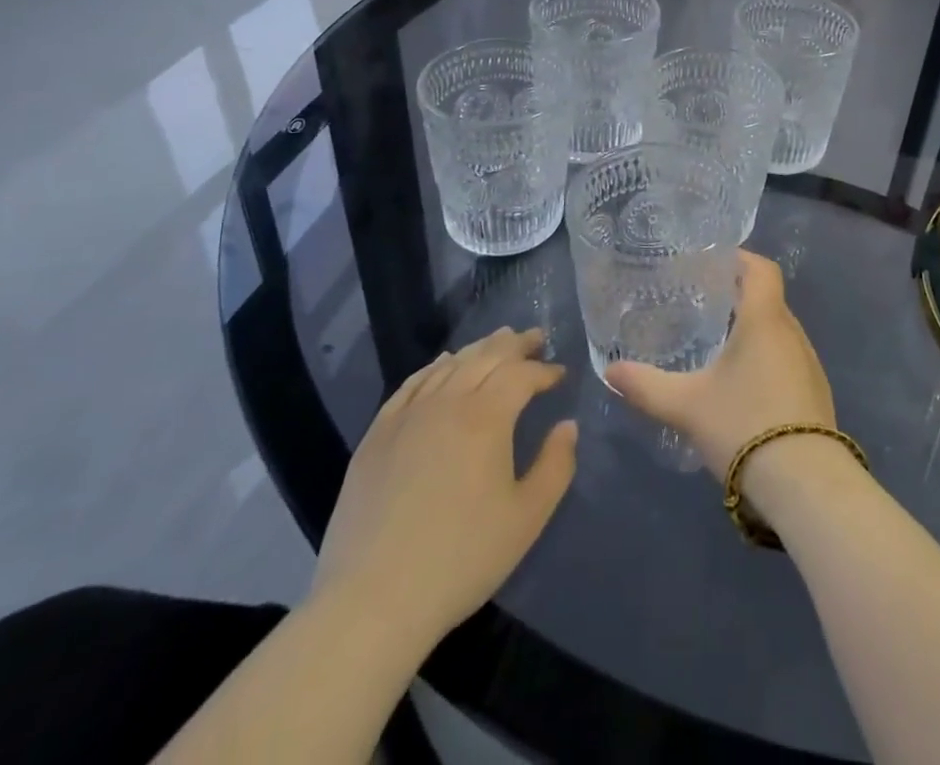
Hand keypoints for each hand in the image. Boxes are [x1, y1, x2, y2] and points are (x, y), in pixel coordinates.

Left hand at [311, 327, 576, 642]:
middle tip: (536, 338)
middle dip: (516, 344)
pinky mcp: (377, 435)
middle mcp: (447, 402)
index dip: (545, 370)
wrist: (372, 601)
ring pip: (450, 365)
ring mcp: (407, 415)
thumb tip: (567, 426)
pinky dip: (434, 367)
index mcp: (486, 417)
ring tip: (497, 342)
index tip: (560, 374)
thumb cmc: (461, 559)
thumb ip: (556, 465)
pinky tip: (443, 365)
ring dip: (479, 349)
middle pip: (486, 356)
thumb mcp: (527, 518)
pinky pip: (411, 384)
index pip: (522, 374)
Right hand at [605, 252, 833, 486]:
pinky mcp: (816, 395)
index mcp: (765, 320)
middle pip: (768, 300)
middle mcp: (792, 333)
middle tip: (702, 305)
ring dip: (753, 331)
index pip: (762, 269)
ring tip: (718, 344)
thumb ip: (646, 386)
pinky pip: (787, 360)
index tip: (712, 264)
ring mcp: (809, 365)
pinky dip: (766, 359)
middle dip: (738, 298)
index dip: (740, 259)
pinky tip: (743, 386)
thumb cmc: (744, 425)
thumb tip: (610, 371)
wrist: (805, 484)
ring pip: (779, 332)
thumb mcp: (686, 405)